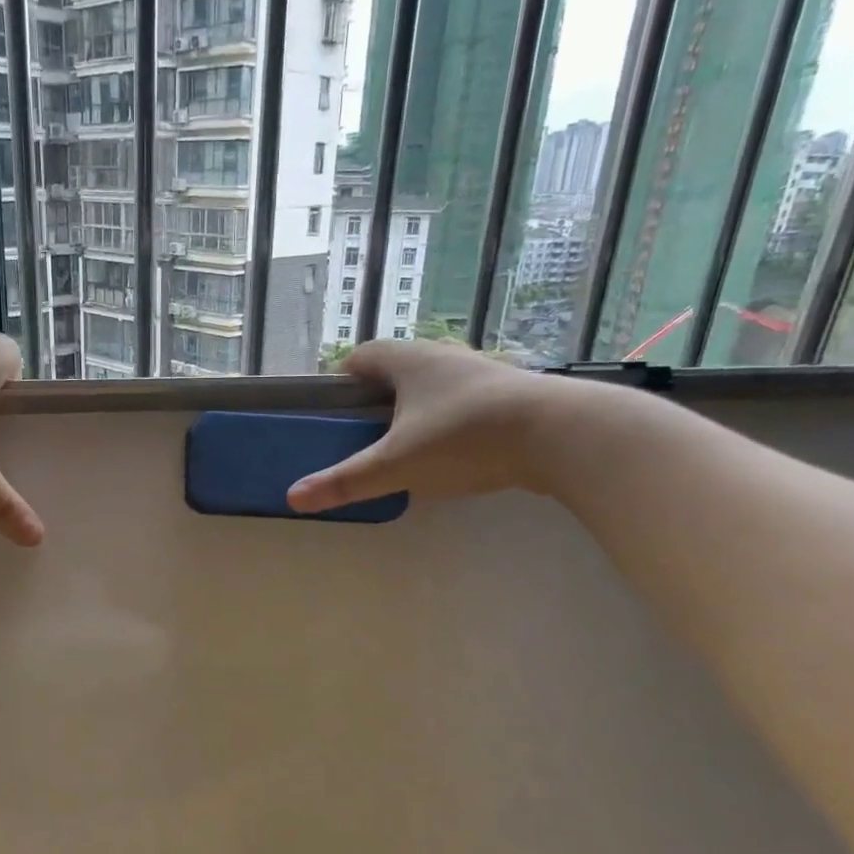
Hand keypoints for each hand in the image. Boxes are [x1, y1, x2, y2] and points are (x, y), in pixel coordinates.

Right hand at [287, 340, 562, 511]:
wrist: (561, 435)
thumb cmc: (464, 438)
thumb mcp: (397, 465)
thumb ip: (346, 481)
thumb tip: (292, 497)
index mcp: (409, 360)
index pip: (361, 356)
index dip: (341, 380)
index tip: (333, 410)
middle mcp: (443, 355)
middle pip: (397, 368)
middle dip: (377, 398)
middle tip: (364, 434)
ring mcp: (481, 371)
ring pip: (434, 384)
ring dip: (416, 408)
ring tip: (407, 447)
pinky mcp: (510, 393)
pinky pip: (464, 400)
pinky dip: (449, 420)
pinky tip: (454, 452)